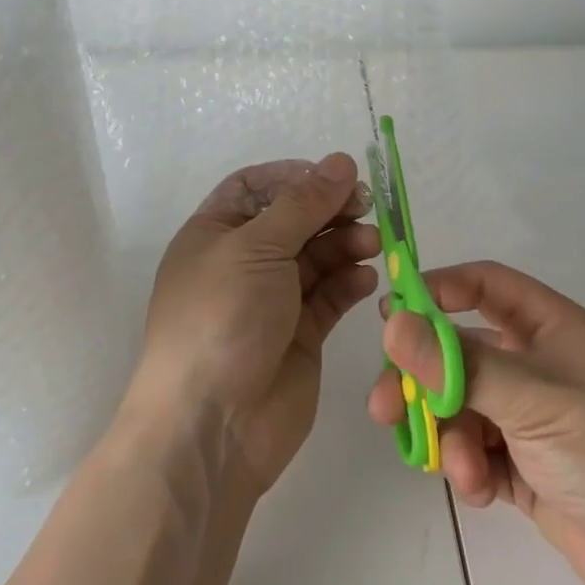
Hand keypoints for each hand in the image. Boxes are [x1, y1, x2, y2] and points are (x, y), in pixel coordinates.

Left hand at [134, 154, 378, 491]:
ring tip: (371, 242)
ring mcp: (272, 301)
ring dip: (344, 243)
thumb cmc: (222, 318)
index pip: (255, 188)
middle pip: (293, 220)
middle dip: (328, 209)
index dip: (294, 177)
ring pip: (316, 257)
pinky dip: (348, 282)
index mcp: (215, 234)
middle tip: (366, 206)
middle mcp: (242, 263)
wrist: (212, 425)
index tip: (334, 176)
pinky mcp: (300, 335)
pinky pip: (329, 296)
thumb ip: (304, 204)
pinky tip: (366, 278)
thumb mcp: (257, 248)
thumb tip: (341, 160)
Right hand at [368, 261, 584, 584]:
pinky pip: (481, 454)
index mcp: (554, 329)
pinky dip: (472, 469)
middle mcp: (542, 367)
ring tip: (456, 468)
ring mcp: (536, 421)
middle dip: (425, 379)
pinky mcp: (532, 472)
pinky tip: (481, 491)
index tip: (393, 310)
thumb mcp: (537, 398)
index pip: (487, 286)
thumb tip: (393, 323)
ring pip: (466, 409)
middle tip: (386, 405)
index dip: (441, 289)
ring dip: (451, 434)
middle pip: (463, 353)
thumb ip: (461, 364)